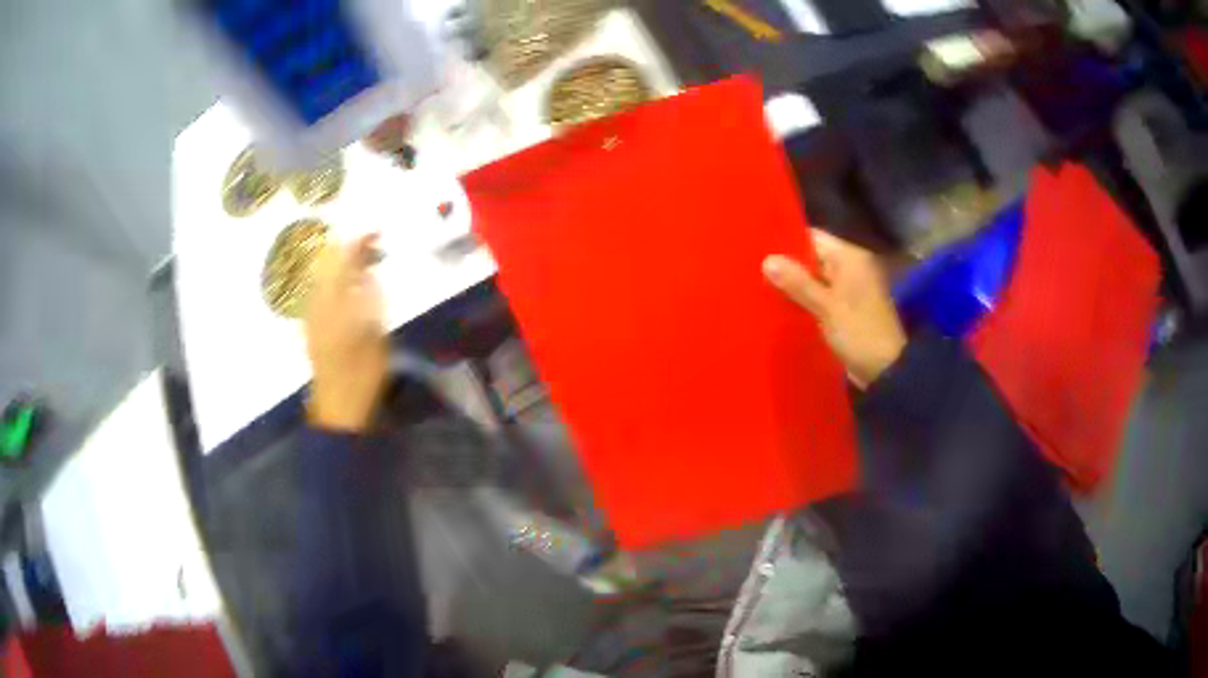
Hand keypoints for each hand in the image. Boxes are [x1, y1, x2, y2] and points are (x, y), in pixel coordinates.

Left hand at [304, 234, 388, 432]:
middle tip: (371, 246)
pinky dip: (332, 278)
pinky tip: (344, 284)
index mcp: (335, 300)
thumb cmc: (363, 371)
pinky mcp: (310, 324)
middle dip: (348, 249)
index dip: (359, 242)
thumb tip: (367, 271)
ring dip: (340, 263)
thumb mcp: (375, 332)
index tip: (377, 233)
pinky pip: (318, 289)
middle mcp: (318, 301)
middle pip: (328, 263)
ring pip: (322, 274)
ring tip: (360, 262)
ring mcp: (311, 313)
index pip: (344, 259)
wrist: (338, 405)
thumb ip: (370, 297)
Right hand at [763, 230, 906, 389]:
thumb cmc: (859, 332)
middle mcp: (851, 268)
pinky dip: (805, 302)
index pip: (813, 238)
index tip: (758, 249)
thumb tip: (767, 259)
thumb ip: (797, 282)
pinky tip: (781, 309)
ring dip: (795, 287)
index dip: (787, 242)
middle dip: (788, 267)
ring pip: (815, 281)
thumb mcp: (826, 307)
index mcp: (851, 258)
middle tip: (753, 272)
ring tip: (761, 290)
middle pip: (813, 259)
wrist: (887, 371)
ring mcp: (851, 291)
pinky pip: (821, 299)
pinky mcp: (847, 311)